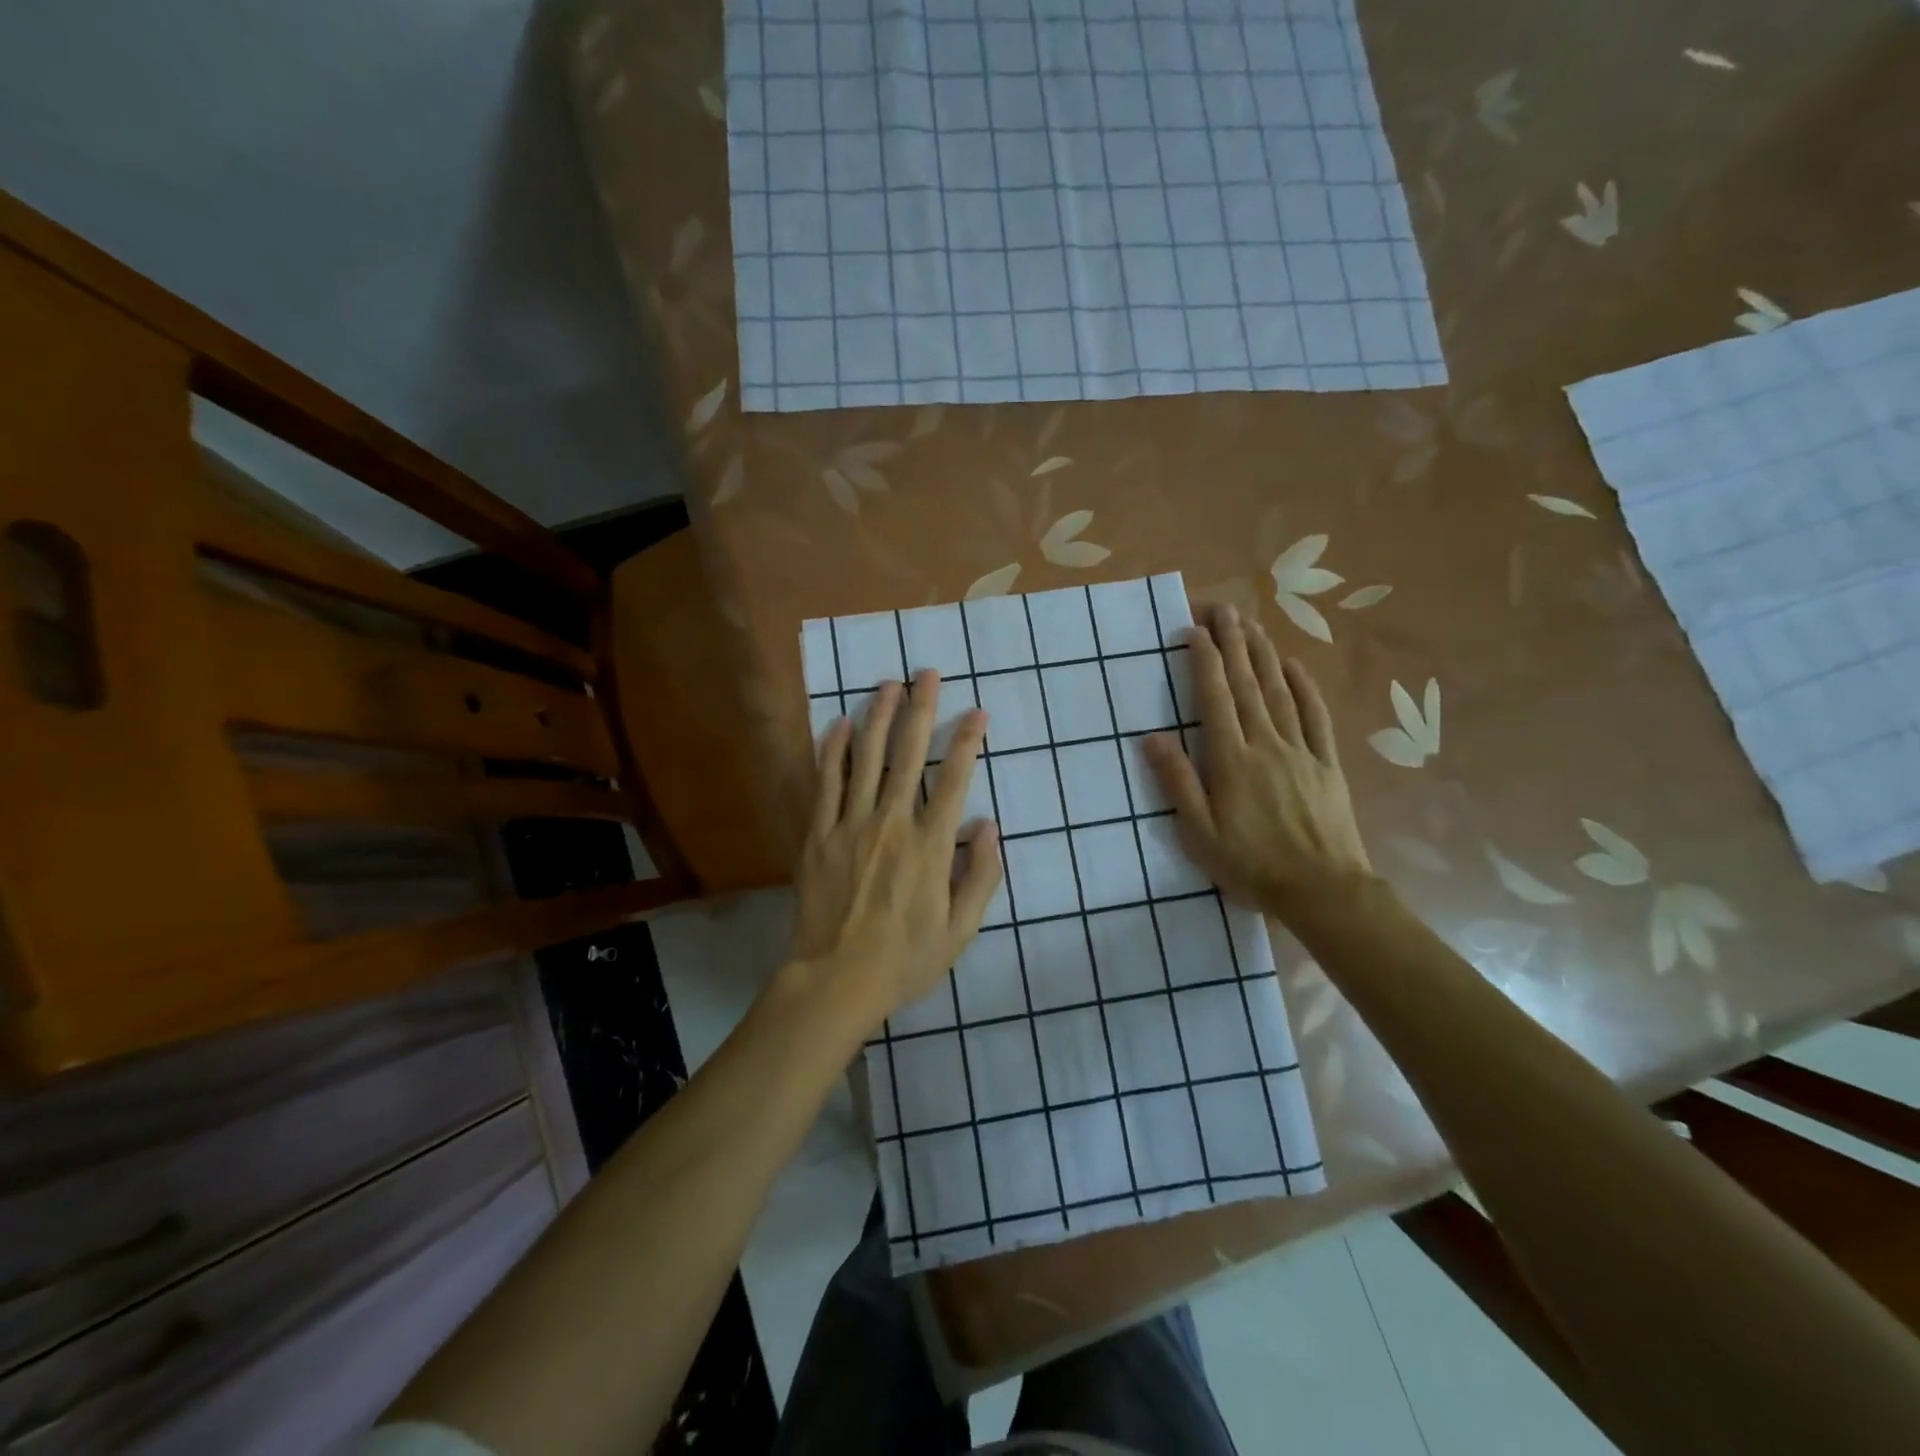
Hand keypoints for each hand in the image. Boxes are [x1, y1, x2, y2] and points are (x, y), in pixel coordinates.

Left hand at [790, 672, 1002, 1030]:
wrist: (835, 981)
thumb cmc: (905, 960)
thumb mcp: (960, 930)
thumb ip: (980, 876)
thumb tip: (990, 826)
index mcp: (929, 846)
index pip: (953, 780)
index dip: (967, 741)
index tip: (977, 712)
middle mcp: (890, 824)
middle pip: (906, 755)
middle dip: (920, 710)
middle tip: (926, 674)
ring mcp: (850, 826)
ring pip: (865, 759)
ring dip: (877, 717)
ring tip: (887, 683)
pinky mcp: (818, 835)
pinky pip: (825, 783)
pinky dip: (832, 750)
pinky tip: (838, 723)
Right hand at [1145, 604, 1371, 920]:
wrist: (1323, 890)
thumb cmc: (1252, 865)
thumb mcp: (1200, 834)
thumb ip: (1177, 783)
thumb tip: (1151, 738)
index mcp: (1232, 761)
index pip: (1215, 699)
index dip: (1204, 661)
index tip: (1194, 630)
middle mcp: (1266, 744)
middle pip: (1248, 685)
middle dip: (1233, 643)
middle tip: (1223, 609)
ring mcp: (1301, 751)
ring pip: (1280, 692)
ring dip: (1264, 654)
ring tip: (1252, 625)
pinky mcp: (1326, 763)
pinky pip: (1316, 716)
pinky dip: (1305, 687)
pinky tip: (1296, 666)